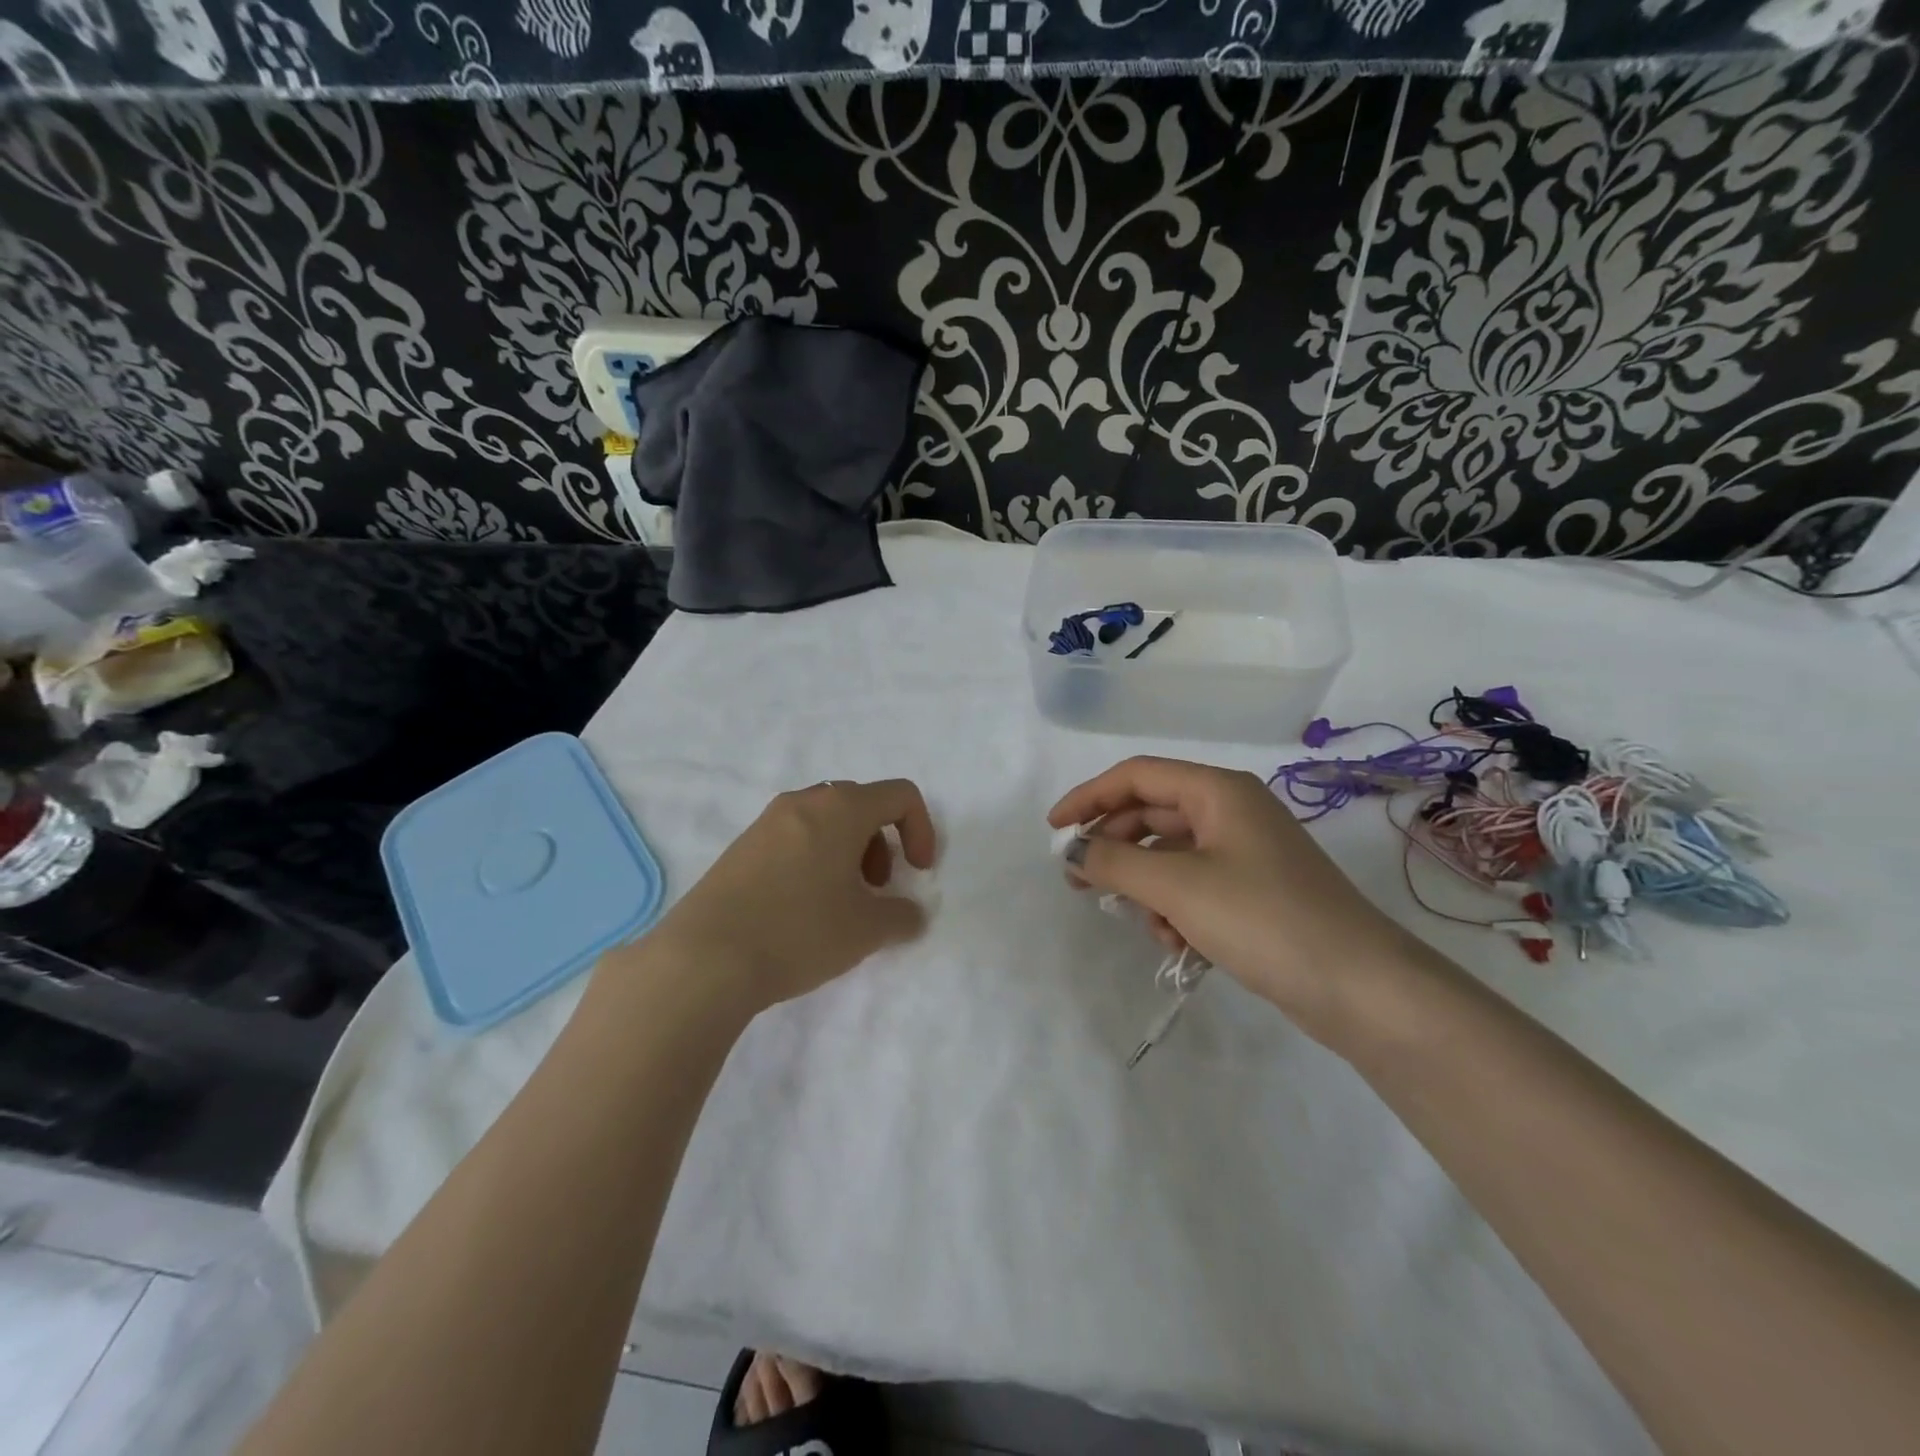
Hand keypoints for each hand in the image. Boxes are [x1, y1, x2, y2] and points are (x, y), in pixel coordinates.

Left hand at [647, 779, 937, 1012]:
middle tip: (878, 889)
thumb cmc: (799, 931)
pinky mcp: (741, 848)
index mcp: (841, 808)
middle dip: (883, 843)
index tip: (918, 873)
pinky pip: (794, 838)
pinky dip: (815, 860)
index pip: (900, 795)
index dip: (922, 830)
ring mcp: (766, 822)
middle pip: (861, 804)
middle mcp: (803, 802)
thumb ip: (902, 916)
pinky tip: (803, 909)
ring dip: (849, 852)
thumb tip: (910, 915)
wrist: (704, 958)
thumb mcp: (866, 930)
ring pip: (825, 821)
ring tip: (841, 902)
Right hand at [1049, 757, 1424, 1041]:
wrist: (1361, 988)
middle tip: (1079, 881)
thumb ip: (1114, 862)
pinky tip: (1179, 943)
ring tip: (1144, 924)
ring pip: (1172, 856)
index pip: (1136, 776)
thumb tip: (1072, 848)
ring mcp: (1247, 853)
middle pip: (1152, 815)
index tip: (1053, 830)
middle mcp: (1232, 812)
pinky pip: (1196, 886)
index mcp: (1218, 791)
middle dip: (1114, 848)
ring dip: (1147, 887)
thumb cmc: (1263, 919)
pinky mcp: (1256, 892)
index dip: (1088, 797)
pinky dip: (1177, 909)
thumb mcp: (1177, 887)